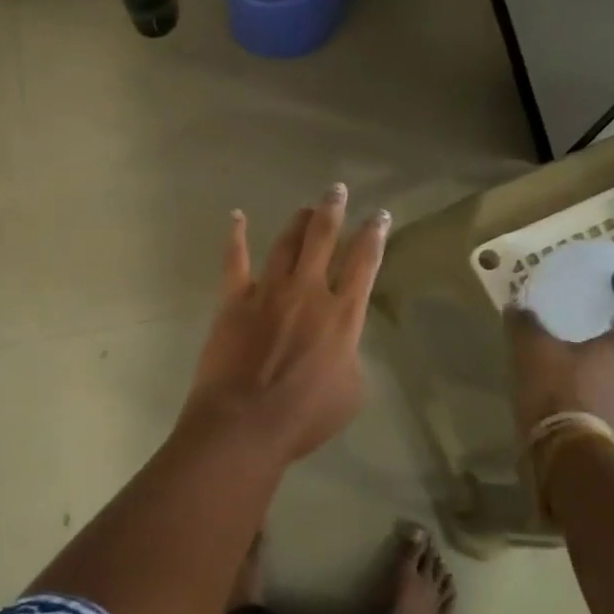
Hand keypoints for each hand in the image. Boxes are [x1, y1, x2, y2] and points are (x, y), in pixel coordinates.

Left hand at [180, 185, 390, 462]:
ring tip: (306, 207)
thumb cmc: (304, 417)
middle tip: (336, 190)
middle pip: (323, 239)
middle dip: (332, 210)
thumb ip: (349, 356)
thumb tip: (339, 342)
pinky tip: (237, 216)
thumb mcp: (351, 392)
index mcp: (343, 315)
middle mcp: (308, 292)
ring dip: (297, 221)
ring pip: (286, 243)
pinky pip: (234, 260)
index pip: (365, 263)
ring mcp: (268, 291)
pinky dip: (236, 236)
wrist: (245, 423)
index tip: (379, 215)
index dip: (374, 235)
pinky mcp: (234, 299)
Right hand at [509, 308, 613, 444]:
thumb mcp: (530, 347)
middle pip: (613, 360)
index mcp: (612, 354)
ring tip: (557, 372)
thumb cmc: (554, 386)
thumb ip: (524, 324)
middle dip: (594, 352)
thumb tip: (517, 305)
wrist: (562, 445)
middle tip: (570, 342)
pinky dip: (576, 402)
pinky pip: (590, 409)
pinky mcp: (599, 432)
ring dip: (584, 379)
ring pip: (601, 385)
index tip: (609, 316)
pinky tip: (554, 400)